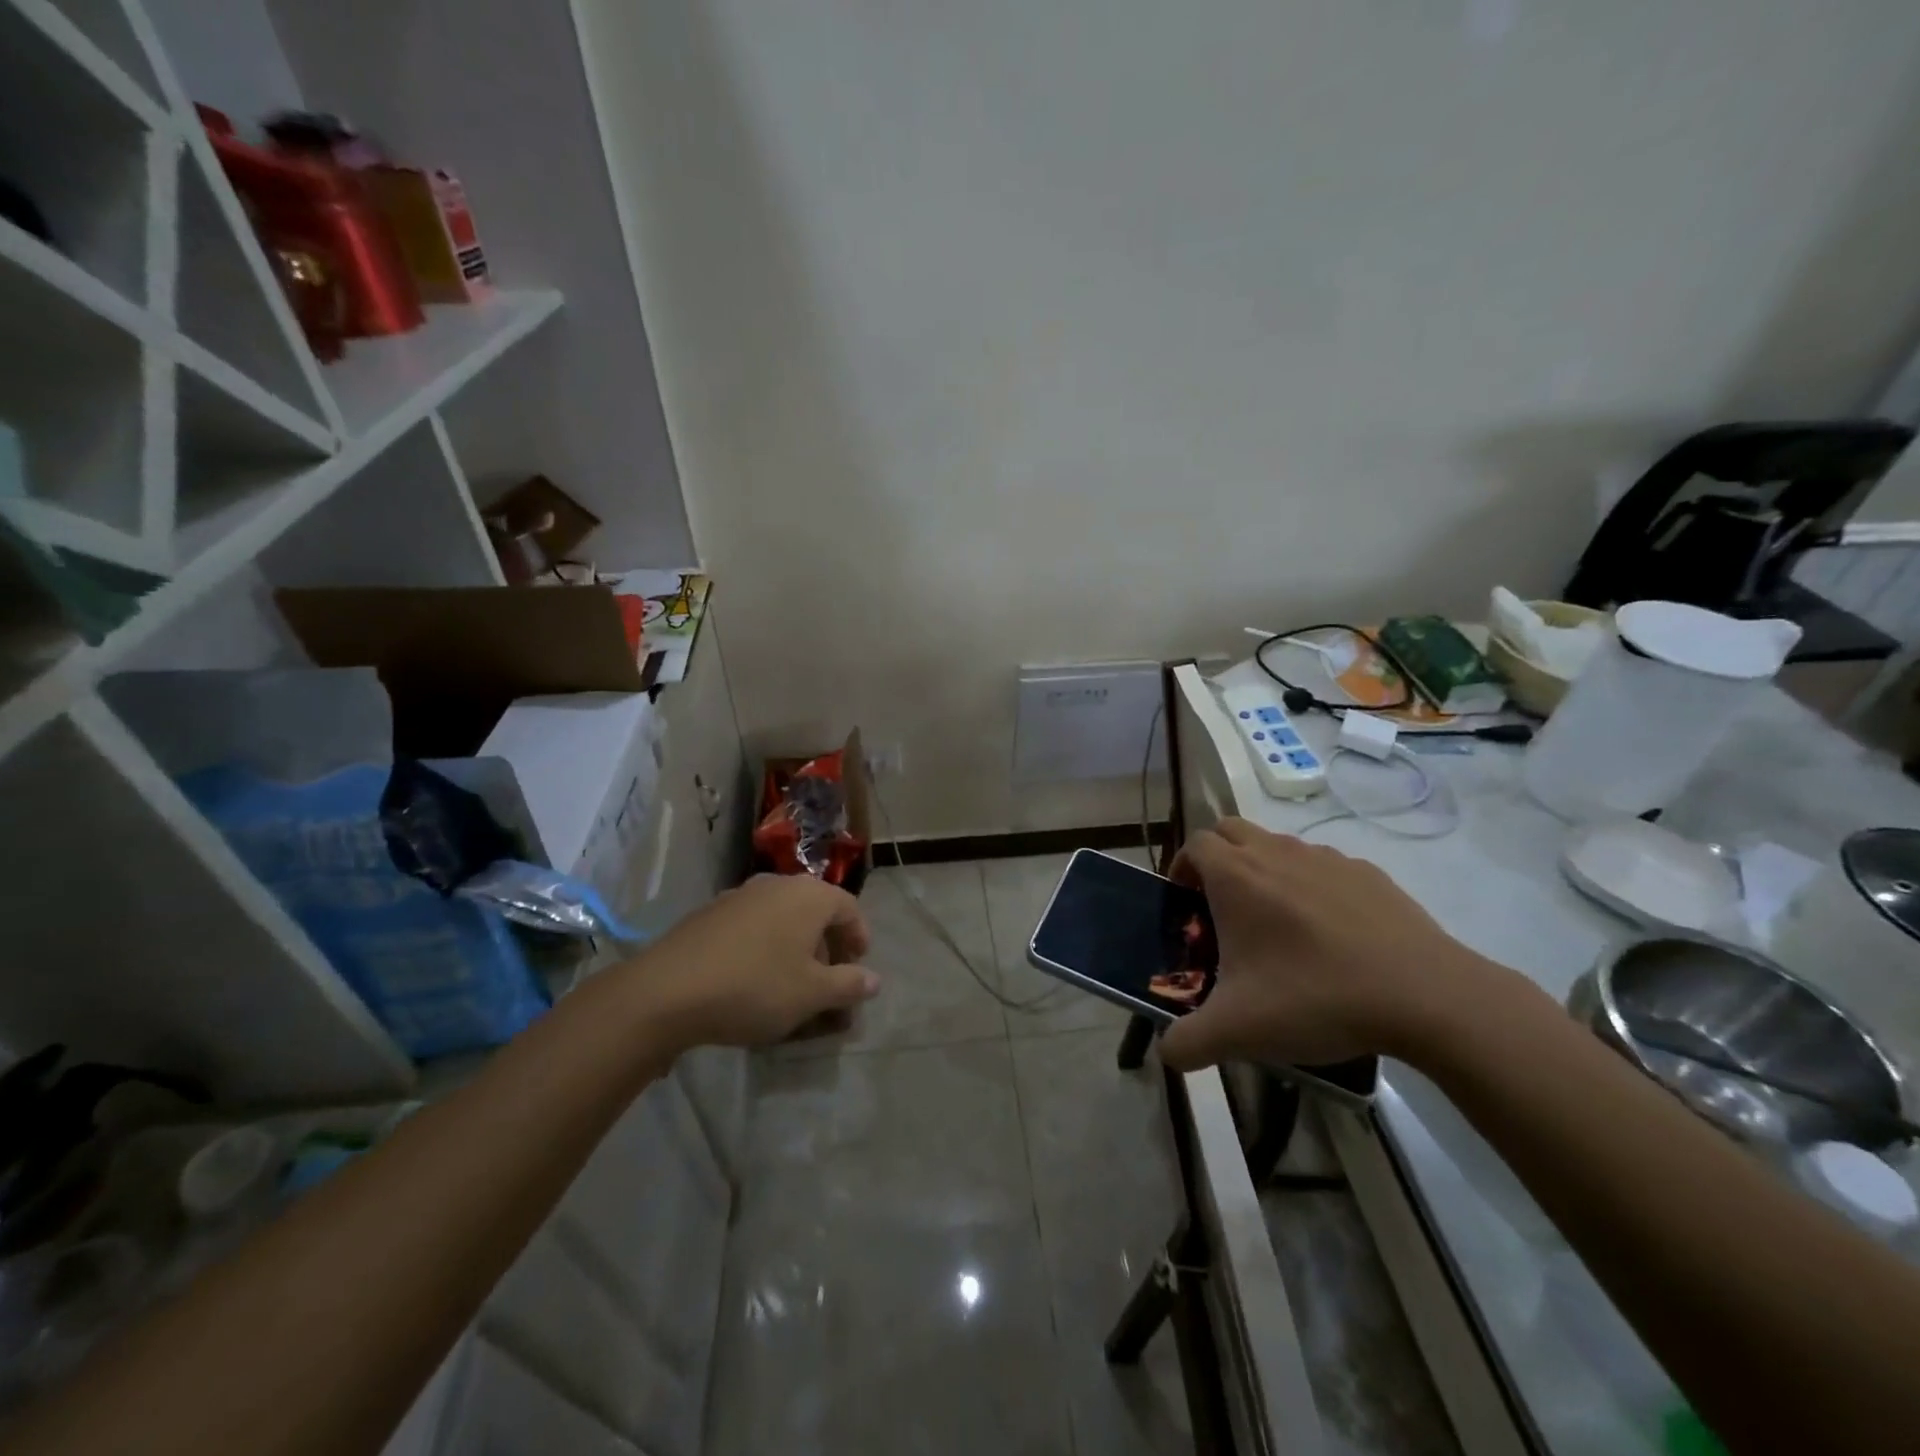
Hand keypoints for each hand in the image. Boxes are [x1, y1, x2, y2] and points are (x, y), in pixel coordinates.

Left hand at [625, 874, 879, 1049]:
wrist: (668, 990)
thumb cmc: (755, 987)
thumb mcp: (812, 994)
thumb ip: (849, 984)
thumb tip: (874, 979)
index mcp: (809, 896)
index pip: (849, 908)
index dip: (859, 938)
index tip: (858, 968)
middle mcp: (777, 885)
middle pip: (815, 912)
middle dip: (826, 948)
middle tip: (827, 983)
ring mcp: (740, 895)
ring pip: (782, 920)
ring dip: (795, 949)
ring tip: (791, 986)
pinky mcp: (710, 914)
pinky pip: (752, 927)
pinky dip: (764, 948)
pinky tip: (753, 980)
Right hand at [1158, 818, 1491, 1071]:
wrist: (1425, 996)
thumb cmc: (1315, 997)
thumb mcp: (1238, 1031)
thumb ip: (1187, 1042)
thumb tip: (1167, 1053)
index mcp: (1236, 877)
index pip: (1194, 844)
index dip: (1182, 868)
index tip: (1187, 905)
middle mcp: (1276, 853)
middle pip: (1230, 831)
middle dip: (1218, 858)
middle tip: (1222, 906)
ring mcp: (1326, 858)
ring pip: (1278, 845)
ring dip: (1264, 869)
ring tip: (1277, 924)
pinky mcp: (1368, 873)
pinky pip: (1323, 866)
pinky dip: (1311, 885)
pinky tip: (1330, 934)